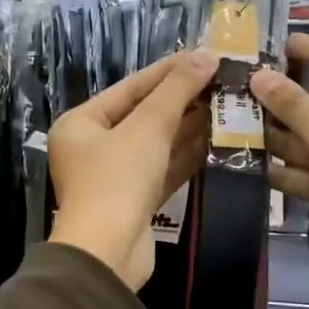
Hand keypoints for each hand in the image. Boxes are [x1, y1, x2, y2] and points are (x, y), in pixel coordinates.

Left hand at [48, 50, 214, 288]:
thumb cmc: (117, 180)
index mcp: (81, 123)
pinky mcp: (135, 202)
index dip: (169, 70)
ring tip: (227, 105)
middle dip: (183, 99)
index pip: (130, 87)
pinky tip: (218, 140)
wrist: (108, 253)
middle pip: (143, 115)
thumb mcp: (148, 127)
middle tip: (223, 80)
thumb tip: (205, 55)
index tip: (205, 55)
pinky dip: (186, 157)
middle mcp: (93, 147)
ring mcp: (114, 177)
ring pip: (156, 144)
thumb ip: (177, 90)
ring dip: (189, 127)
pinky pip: (163, 170)